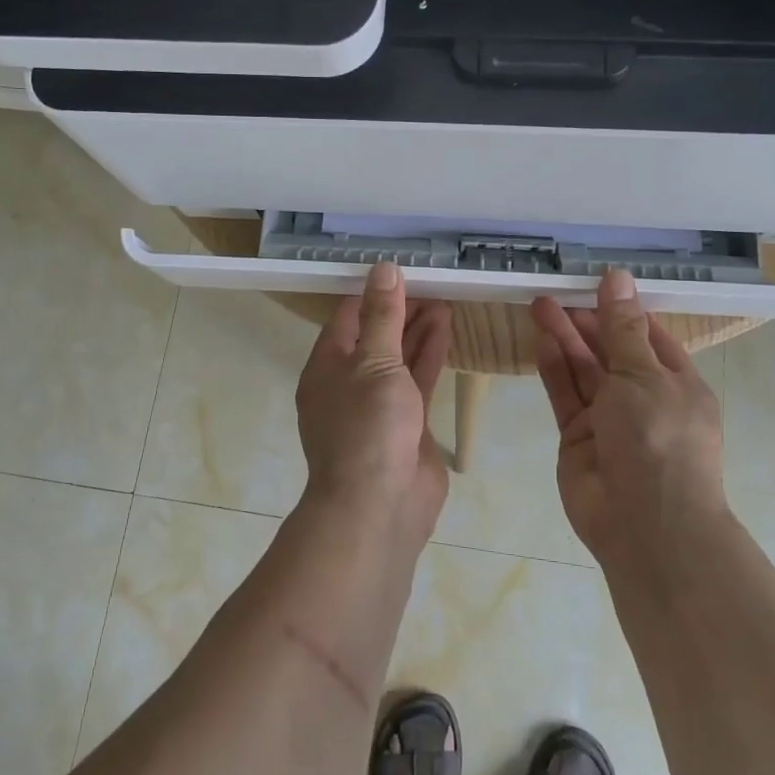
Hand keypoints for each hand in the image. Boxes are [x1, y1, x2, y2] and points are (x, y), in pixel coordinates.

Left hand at [296, 264, 452, 544]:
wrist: (381, 505)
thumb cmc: (367, 427)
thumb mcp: (374, 362)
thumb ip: (382, 317)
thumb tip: (383, 269)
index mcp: (326, 367)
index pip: (347, 318)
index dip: (372, 292)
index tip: (400, 269)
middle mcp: (349, 383)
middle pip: (375, 336)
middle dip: (400, 310)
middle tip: (431, 281)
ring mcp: (378, 405)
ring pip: (399, 357)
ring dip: (418, 329)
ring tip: (444, 297)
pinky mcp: (407, 423)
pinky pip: (418, 380)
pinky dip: (431, 354)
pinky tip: (447, 328)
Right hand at [531, 269, 726, 561]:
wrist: (644, 523)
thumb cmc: (658, 439)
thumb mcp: (643, 374)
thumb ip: (622, 328)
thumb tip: (617, 277)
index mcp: (676, 383)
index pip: (648, 336)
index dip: (621, 310)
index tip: (593, 284)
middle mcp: (643, 398)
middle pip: (611, 351)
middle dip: (586, 322)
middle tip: (555, 293)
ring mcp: (609, 419)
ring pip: (584, 371)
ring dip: (565, 339)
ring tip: (540, 305)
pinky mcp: (577, 436)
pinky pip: (565, 395)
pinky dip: (554, 369)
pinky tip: (540, 340)